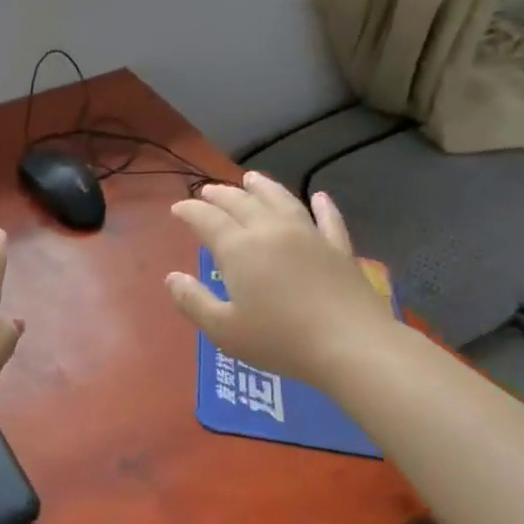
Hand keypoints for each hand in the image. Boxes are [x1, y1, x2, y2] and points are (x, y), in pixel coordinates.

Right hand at [165, 172, 398, 382]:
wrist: (350, 345)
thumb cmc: (279, 339)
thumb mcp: (224, 329)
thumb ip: (194, 301)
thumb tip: (172, 277)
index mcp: (239, 248)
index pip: (207, 219)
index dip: (190, 210)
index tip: (177, 208)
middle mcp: (271, 231)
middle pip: (241, 202)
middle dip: (220, 194)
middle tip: (207, 192)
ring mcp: (309, 235)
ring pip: (281, 200)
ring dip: (263, 187)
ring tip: (250, 178)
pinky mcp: (338, 248)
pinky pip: (328, 219)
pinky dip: (323, 206)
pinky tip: (319, 196)